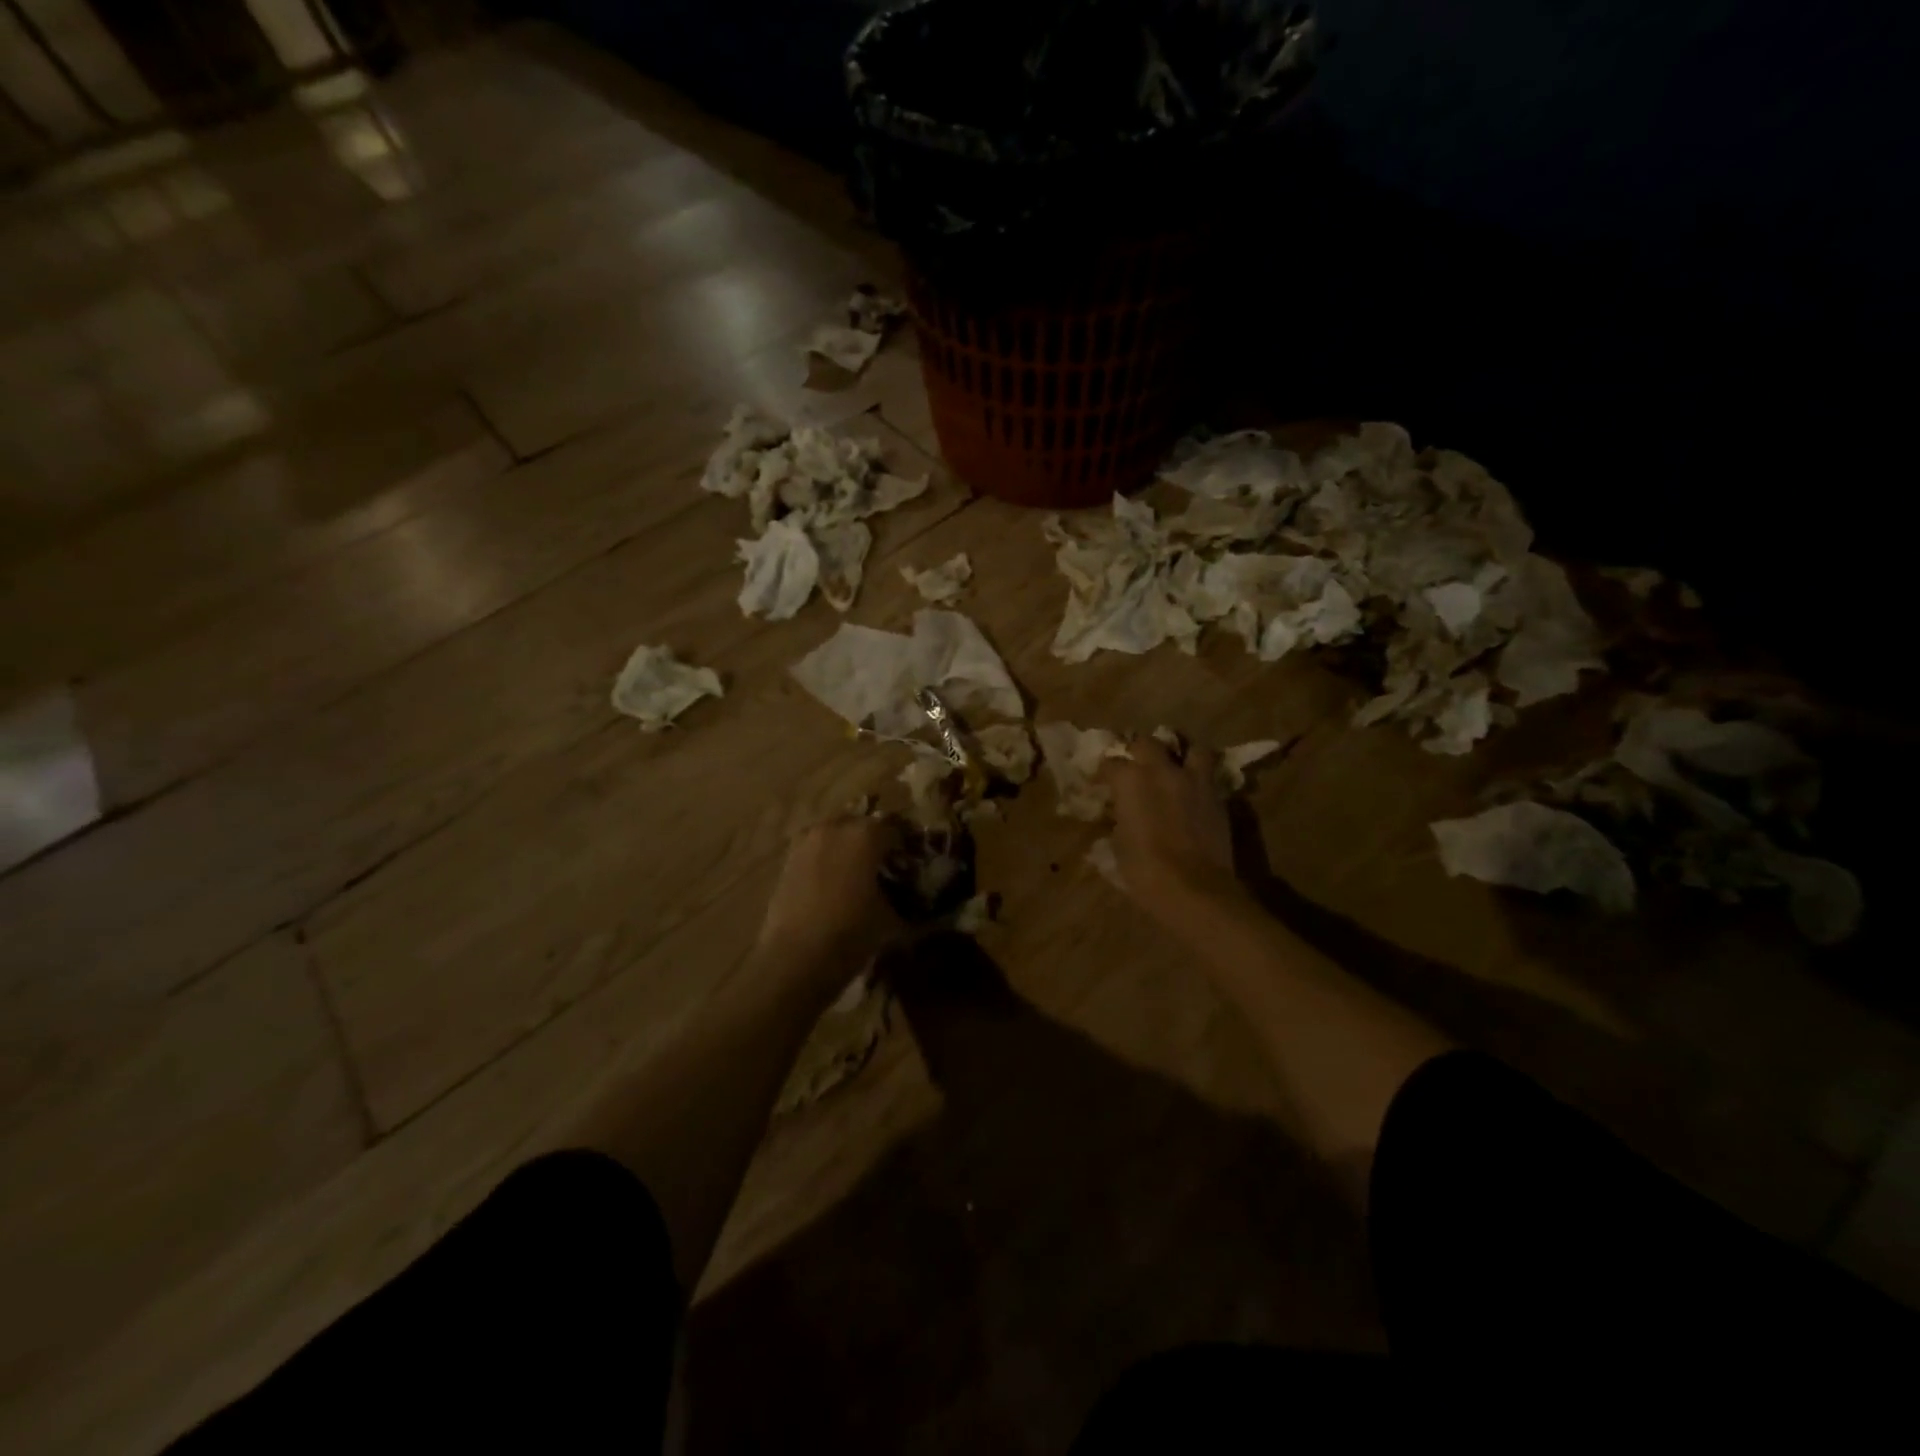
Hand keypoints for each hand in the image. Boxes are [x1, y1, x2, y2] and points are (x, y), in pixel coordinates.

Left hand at [754, 815, 903, 973]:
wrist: (796, 957)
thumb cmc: (852, 933)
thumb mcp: (890, 918)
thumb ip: (902, 897)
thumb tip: (909, 895)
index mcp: (866, 834)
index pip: (895, 829)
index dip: (906, 845)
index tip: (911, 862)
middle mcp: (835, 827)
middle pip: (862, 824)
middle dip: (874, 840)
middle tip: (884, 864)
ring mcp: (807, 841)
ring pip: (835, 833)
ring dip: (848, 846)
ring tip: (856, 872)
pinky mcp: (788, 859)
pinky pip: (816, 848)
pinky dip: (827, 858)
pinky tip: (833, 881)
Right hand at [1101, 738, 1243, 924]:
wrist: (1194, 889)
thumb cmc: (1144, 871)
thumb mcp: (1118, 846)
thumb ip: (1118, 822)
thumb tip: (1119, 818)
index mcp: (1130, 780)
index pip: (1111, 763)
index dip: (1104, 772)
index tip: (1101, 783)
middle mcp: (1162, 771)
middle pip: (1148, 743)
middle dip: (1139, 750)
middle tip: (1136, 764)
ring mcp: (1194, 781)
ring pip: (1191, 748)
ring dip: (1180, 754)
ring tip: (1175, 767)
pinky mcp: (1218, 797)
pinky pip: (1208, 776)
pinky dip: (1199, 780)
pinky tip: (1193, 793)